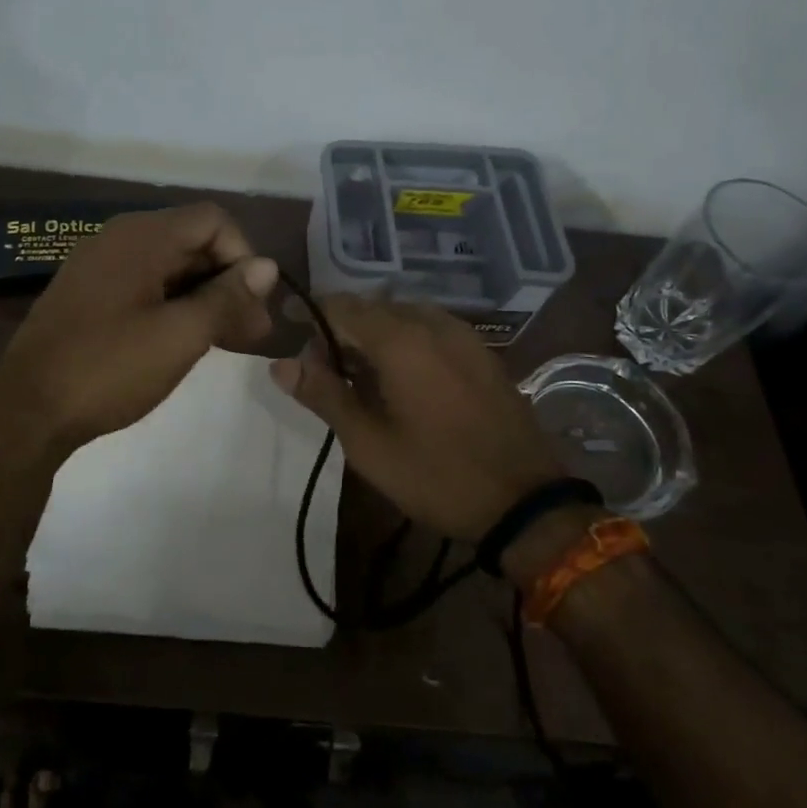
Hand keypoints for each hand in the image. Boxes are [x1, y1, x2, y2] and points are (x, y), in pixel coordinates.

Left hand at [0, 203, 278, 453]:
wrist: (26, 413)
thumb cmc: (108, 369)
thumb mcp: (180, 336)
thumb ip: (227, 297)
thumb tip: (267, 267)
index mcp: (141, 236)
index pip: (213, 220)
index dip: (243, 256)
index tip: (253, 304)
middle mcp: (119, 239)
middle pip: (192, 242)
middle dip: (228, 282)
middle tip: (253, 332)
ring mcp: (99, 267)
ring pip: (170, 267)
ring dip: (205, 297)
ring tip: (228, 341)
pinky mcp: (88, 295)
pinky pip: (145, 285)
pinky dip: (174, 305)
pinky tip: (186, 340)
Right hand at [270, 297, 559, 540]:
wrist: (526, 501)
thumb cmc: (438, 475)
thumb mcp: (369, 444)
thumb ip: (324, 396)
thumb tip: (280, 364)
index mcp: (401, 340)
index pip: (341, 306)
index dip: (311, 318)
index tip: (292, 339)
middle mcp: (432, 323)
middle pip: (372, 308)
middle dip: (341, 330)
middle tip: (324, 372)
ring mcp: (462, 334)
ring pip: (402, 316)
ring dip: (373, 335)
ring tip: (360, 378)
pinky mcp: (480, 351)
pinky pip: (430, 329)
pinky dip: (404, 341)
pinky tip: (401, 378)